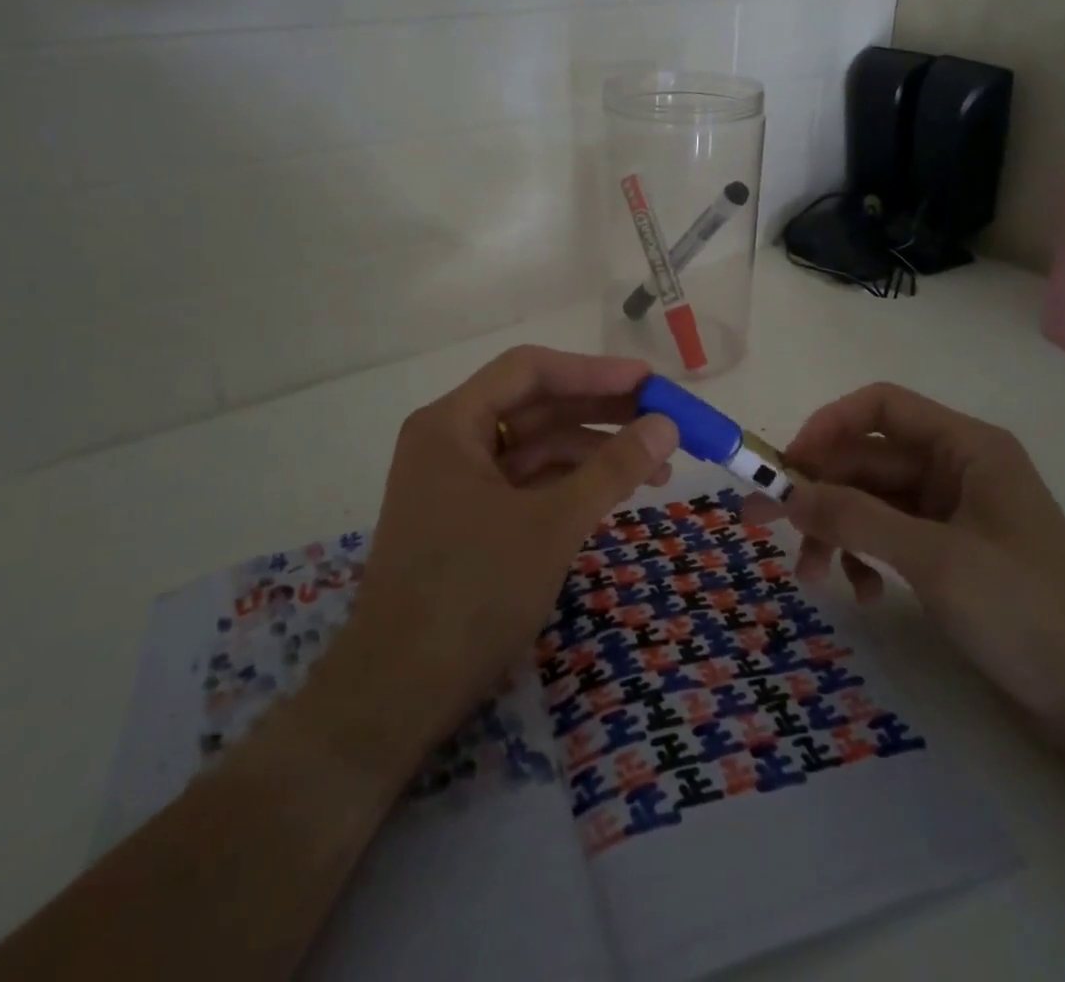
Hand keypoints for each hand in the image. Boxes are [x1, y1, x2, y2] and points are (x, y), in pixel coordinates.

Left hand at [318, 346, 678, 762]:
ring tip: (657, 468)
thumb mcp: (553, 524)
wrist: (397, 695)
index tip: (649, 382)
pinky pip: (526, 483)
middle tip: (663, 420)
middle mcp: (449, 440)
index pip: (530, 371)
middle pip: (534, 406)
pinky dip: (569, 484)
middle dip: (600, 412)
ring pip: (534, 447)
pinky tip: (613, 493)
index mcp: (451, 422)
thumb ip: (612, 469)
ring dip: (592, 452)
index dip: (594, 371)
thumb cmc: (472, 593)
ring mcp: (456, 482)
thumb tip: (667, 424)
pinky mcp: (467, 520)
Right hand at [756, 383, 1064, 745]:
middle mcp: (954, 468)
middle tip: (762, 523)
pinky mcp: (946, 550)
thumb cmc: (1026, 610)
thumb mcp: (934, 559)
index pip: (881, 407)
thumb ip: (857, 518)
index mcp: (965, 447)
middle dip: (819, 493)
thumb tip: (786, 494)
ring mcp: (950, 511)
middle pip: (867, 460)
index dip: (828, 425)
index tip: (787, 465)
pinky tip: (865, 595)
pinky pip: (886, 535)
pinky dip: (864, 557)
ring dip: (836, 531)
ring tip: (814, 577)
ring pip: (870, 501)